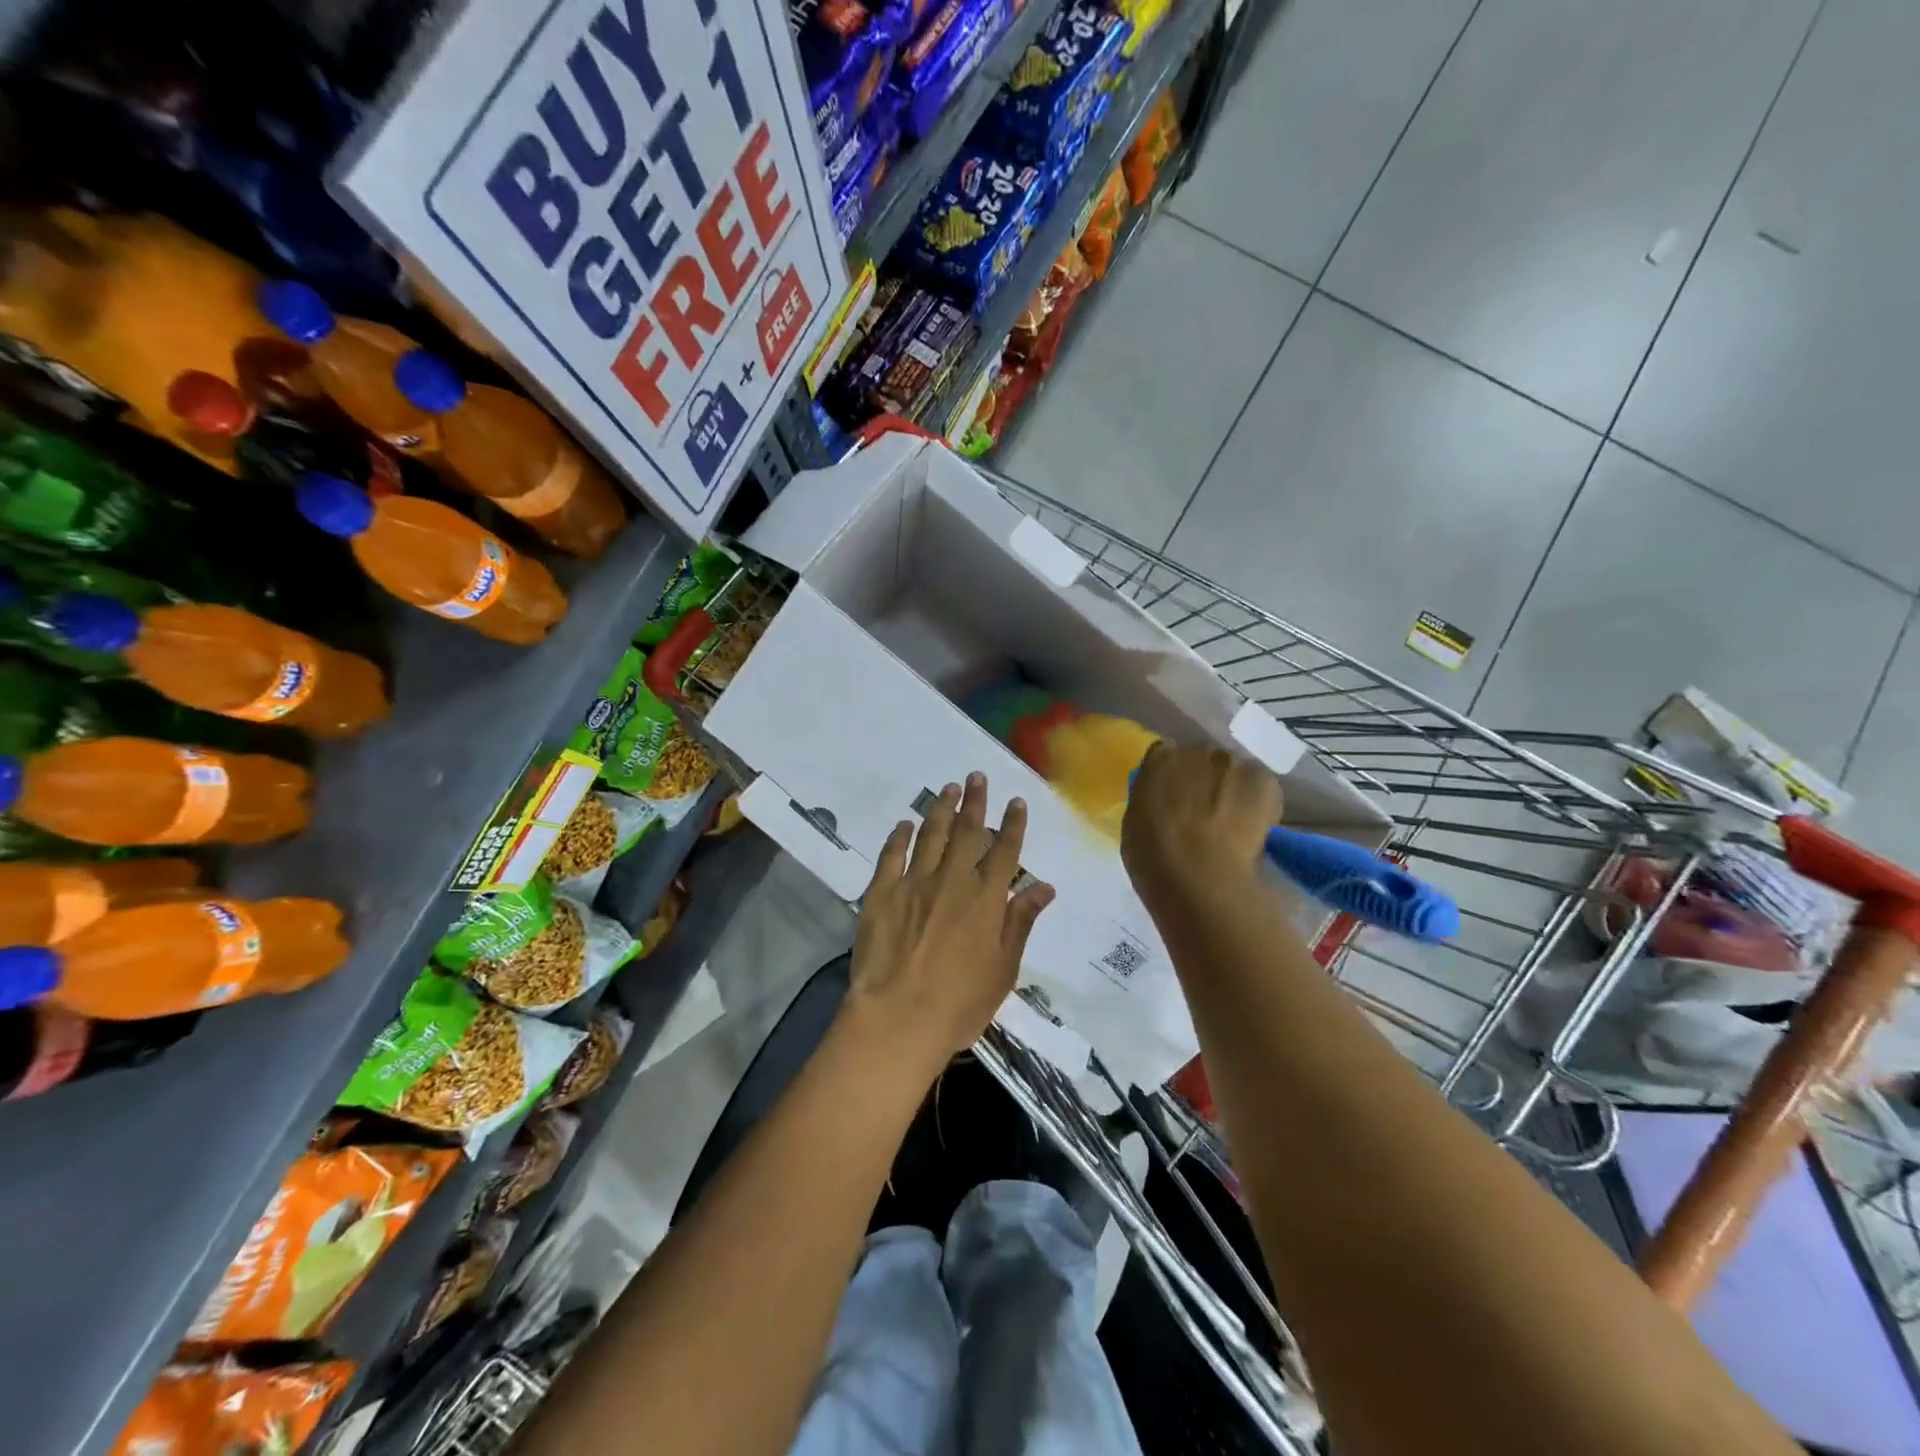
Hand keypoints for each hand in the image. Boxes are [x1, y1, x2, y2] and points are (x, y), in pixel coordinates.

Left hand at [845, 772, 1055, 1071]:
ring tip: (949, 788)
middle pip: (967, 833)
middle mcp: (952, 881)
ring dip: (941, 809)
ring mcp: (914, 883)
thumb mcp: (1004, 969)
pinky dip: (899, 837)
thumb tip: (1045, 886)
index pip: (1004, 852)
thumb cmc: (959, 1003)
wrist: (898, 1018)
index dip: (1011, 824)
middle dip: (975, 802)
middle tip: (977, 777)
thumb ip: (1021, 922)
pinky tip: (904, 824)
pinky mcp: (881, 893)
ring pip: (931, 836)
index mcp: (986, 900)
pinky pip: (891, 855)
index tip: (1015, 801)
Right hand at [1122, 742, 1281, 914]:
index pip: (1166, 755)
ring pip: (1235, 773)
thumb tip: (1165, 803)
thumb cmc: (1155, 856)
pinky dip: (1260, 805)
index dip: (1173, 777)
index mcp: (1159, 759)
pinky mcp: (1264, 780)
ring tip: (1233, 824)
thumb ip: (1151, 802)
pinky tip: (1253, 830)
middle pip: (1204, 760)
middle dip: (1204, 781)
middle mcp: (1196, 750)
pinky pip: (1262, 788)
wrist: (1199, 874)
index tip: (1175, 797)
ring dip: (1233, 790)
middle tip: (1205, 813)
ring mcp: (1233, 763)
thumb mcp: (1136, 824)